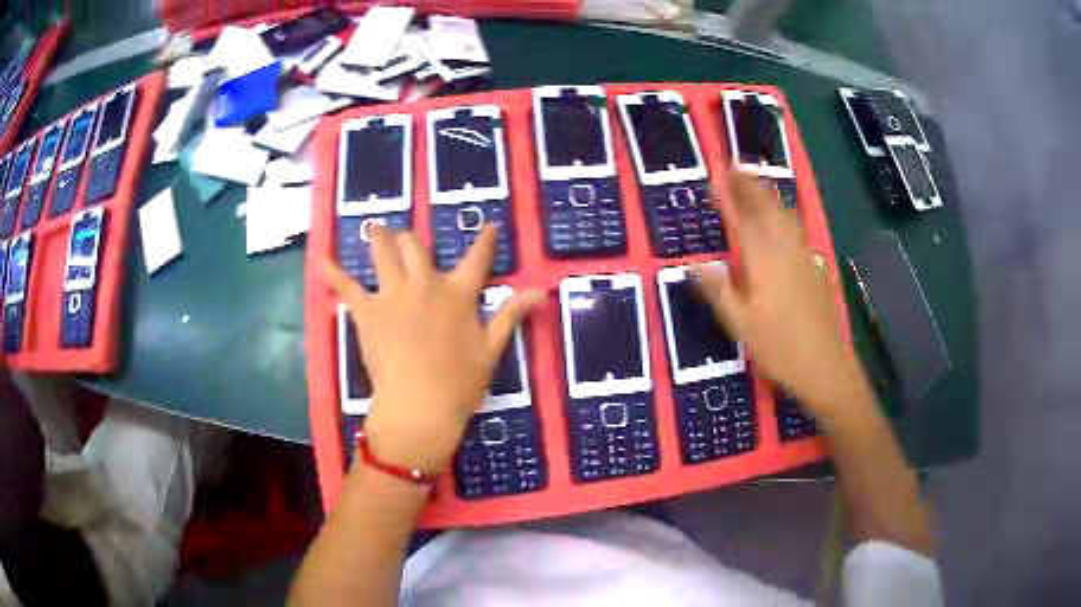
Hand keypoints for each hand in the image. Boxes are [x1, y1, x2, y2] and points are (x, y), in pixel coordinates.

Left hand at [321, 224, 541, 473]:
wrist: (421, 405)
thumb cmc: (460, 382)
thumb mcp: (492, 348)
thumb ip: (511, 314)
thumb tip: (541, 291)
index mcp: (458, 293)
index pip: (477, 259)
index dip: (485, 240)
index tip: (489, 226)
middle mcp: (425, 284)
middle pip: (416, 246)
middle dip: (410, 238)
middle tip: (404, 237)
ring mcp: (393, 294)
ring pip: (383, 253)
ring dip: (378, 238)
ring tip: (373, 228)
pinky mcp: (367, 310)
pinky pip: (346, 286)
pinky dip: (332, 272)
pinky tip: (321, 260)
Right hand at [693, 171, 866, 418]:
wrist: (825, 366)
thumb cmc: (780, 347)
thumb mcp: (741, 324)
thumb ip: (719, 290)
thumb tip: (696, 263)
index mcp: (764, 260)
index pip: (743, 217)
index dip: (729, 195)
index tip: (717, 174)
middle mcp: (785, 250)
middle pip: (768, 207)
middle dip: (750, 184)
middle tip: (734, 166)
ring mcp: (803, 257)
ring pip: (785, 214)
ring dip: (768, 194)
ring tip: (755, 182)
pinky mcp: (813, 268)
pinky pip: (796, 228)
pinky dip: (783, 213)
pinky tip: (782, 219)